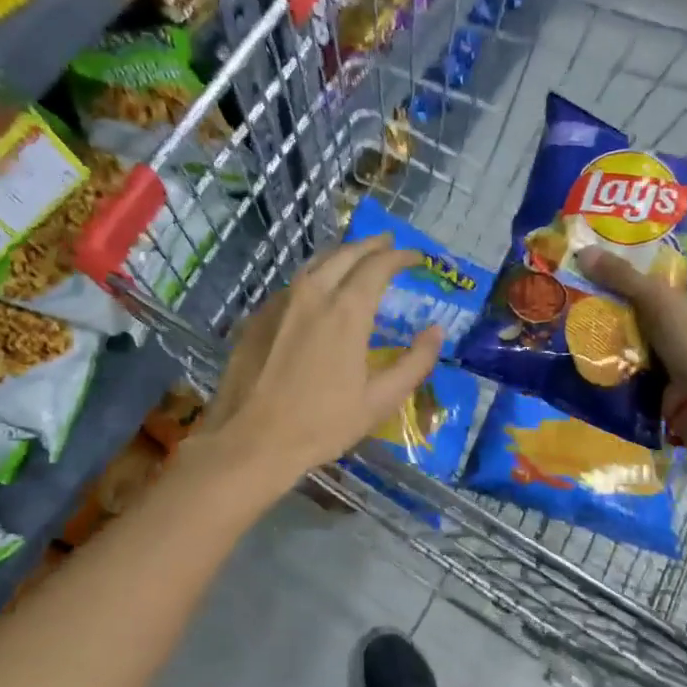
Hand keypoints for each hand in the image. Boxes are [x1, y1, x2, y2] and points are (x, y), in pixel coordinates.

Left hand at [202, 235, 443, 482]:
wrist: (250, 441)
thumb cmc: (322, 424)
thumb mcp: (380, 400)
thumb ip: (415, 362)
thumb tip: (436, 331)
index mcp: (346, 312)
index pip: (378, 266)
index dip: (400, 257)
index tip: (416, 257)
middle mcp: (312, 295)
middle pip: (344, 254)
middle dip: (370, 245)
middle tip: (388, 245)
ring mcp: (279, 304)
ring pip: (314, 265)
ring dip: (340, 255)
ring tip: (356, 258)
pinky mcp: (257, 318)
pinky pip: (292, 286)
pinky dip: (314, 278)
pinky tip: (317, 293)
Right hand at [576, 247, 686, 419]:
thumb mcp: (656, 298)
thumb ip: (622, 276)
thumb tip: (583, 252)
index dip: (660, 276)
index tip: (627, 273)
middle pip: (668, 309)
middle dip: (639, 306)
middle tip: (603, 296)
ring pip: (656, 336)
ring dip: (632, 333)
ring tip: (596, 320)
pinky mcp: (679, 379)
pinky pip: (649, 361)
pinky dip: (630, 357)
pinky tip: (604, 349)